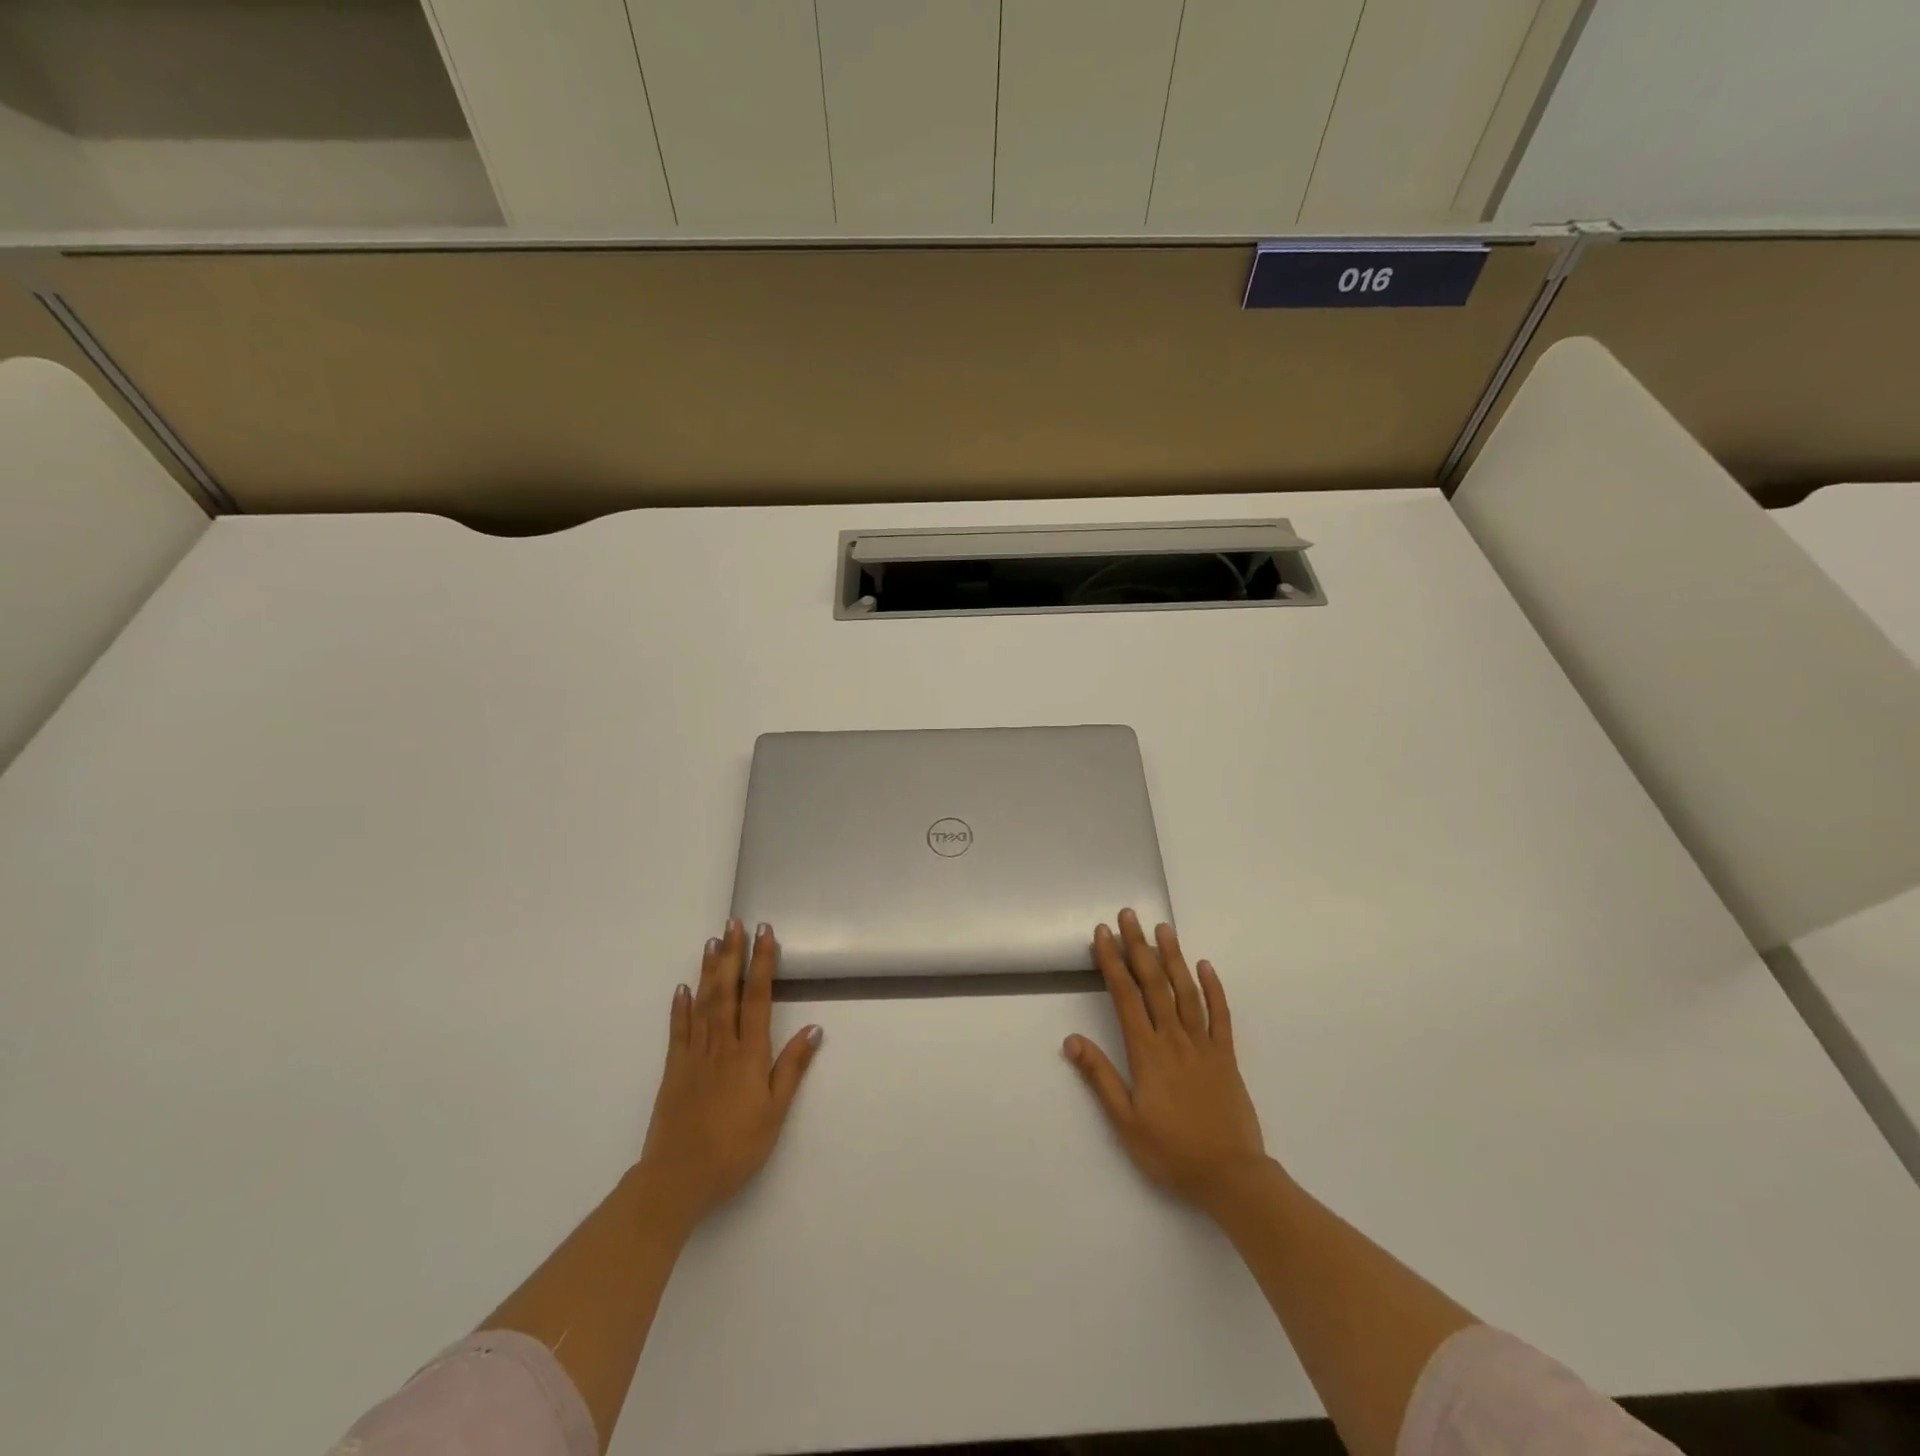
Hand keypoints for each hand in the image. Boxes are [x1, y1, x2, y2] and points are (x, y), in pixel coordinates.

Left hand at [634, 919, 821, 1233]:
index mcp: (749, 1054)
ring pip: (704, 1002)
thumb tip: (814, 1028)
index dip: (762, 963)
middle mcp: (721, 1045)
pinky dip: (681, 1005)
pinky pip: (678, 1029)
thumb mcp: (774, 1114)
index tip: (765, 933)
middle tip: (735, 922)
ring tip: (714, 941)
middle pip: (728, 991)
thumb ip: (791, 1068)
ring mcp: (694, 1055)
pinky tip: (683, 986)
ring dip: (710, 970)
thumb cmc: (735, 1148)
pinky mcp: (674, 1069)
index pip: (758, 998)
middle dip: (734, 954)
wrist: (678, 1179)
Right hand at [1065, 908, 1267, 1212]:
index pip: (1125, 997)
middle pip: (1154, 984)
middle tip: (1129, 915)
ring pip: (1186, 991)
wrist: (1231, 1176)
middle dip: (1138, 947)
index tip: (1102, 934)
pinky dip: (1213, 988)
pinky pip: (1220, 1015)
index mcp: (1147, 1053)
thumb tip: (1071, 1040)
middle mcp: (1174, 1039)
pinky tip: (1205, 965)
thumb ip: (1100, 1078)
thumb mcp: (1126, 1122)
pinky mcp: (1226, 1056)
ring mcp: (1204, 1044)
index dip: (1112, 962)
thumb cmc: (1171, 1152)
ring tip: (1163, 928)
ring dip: (1173, 957)